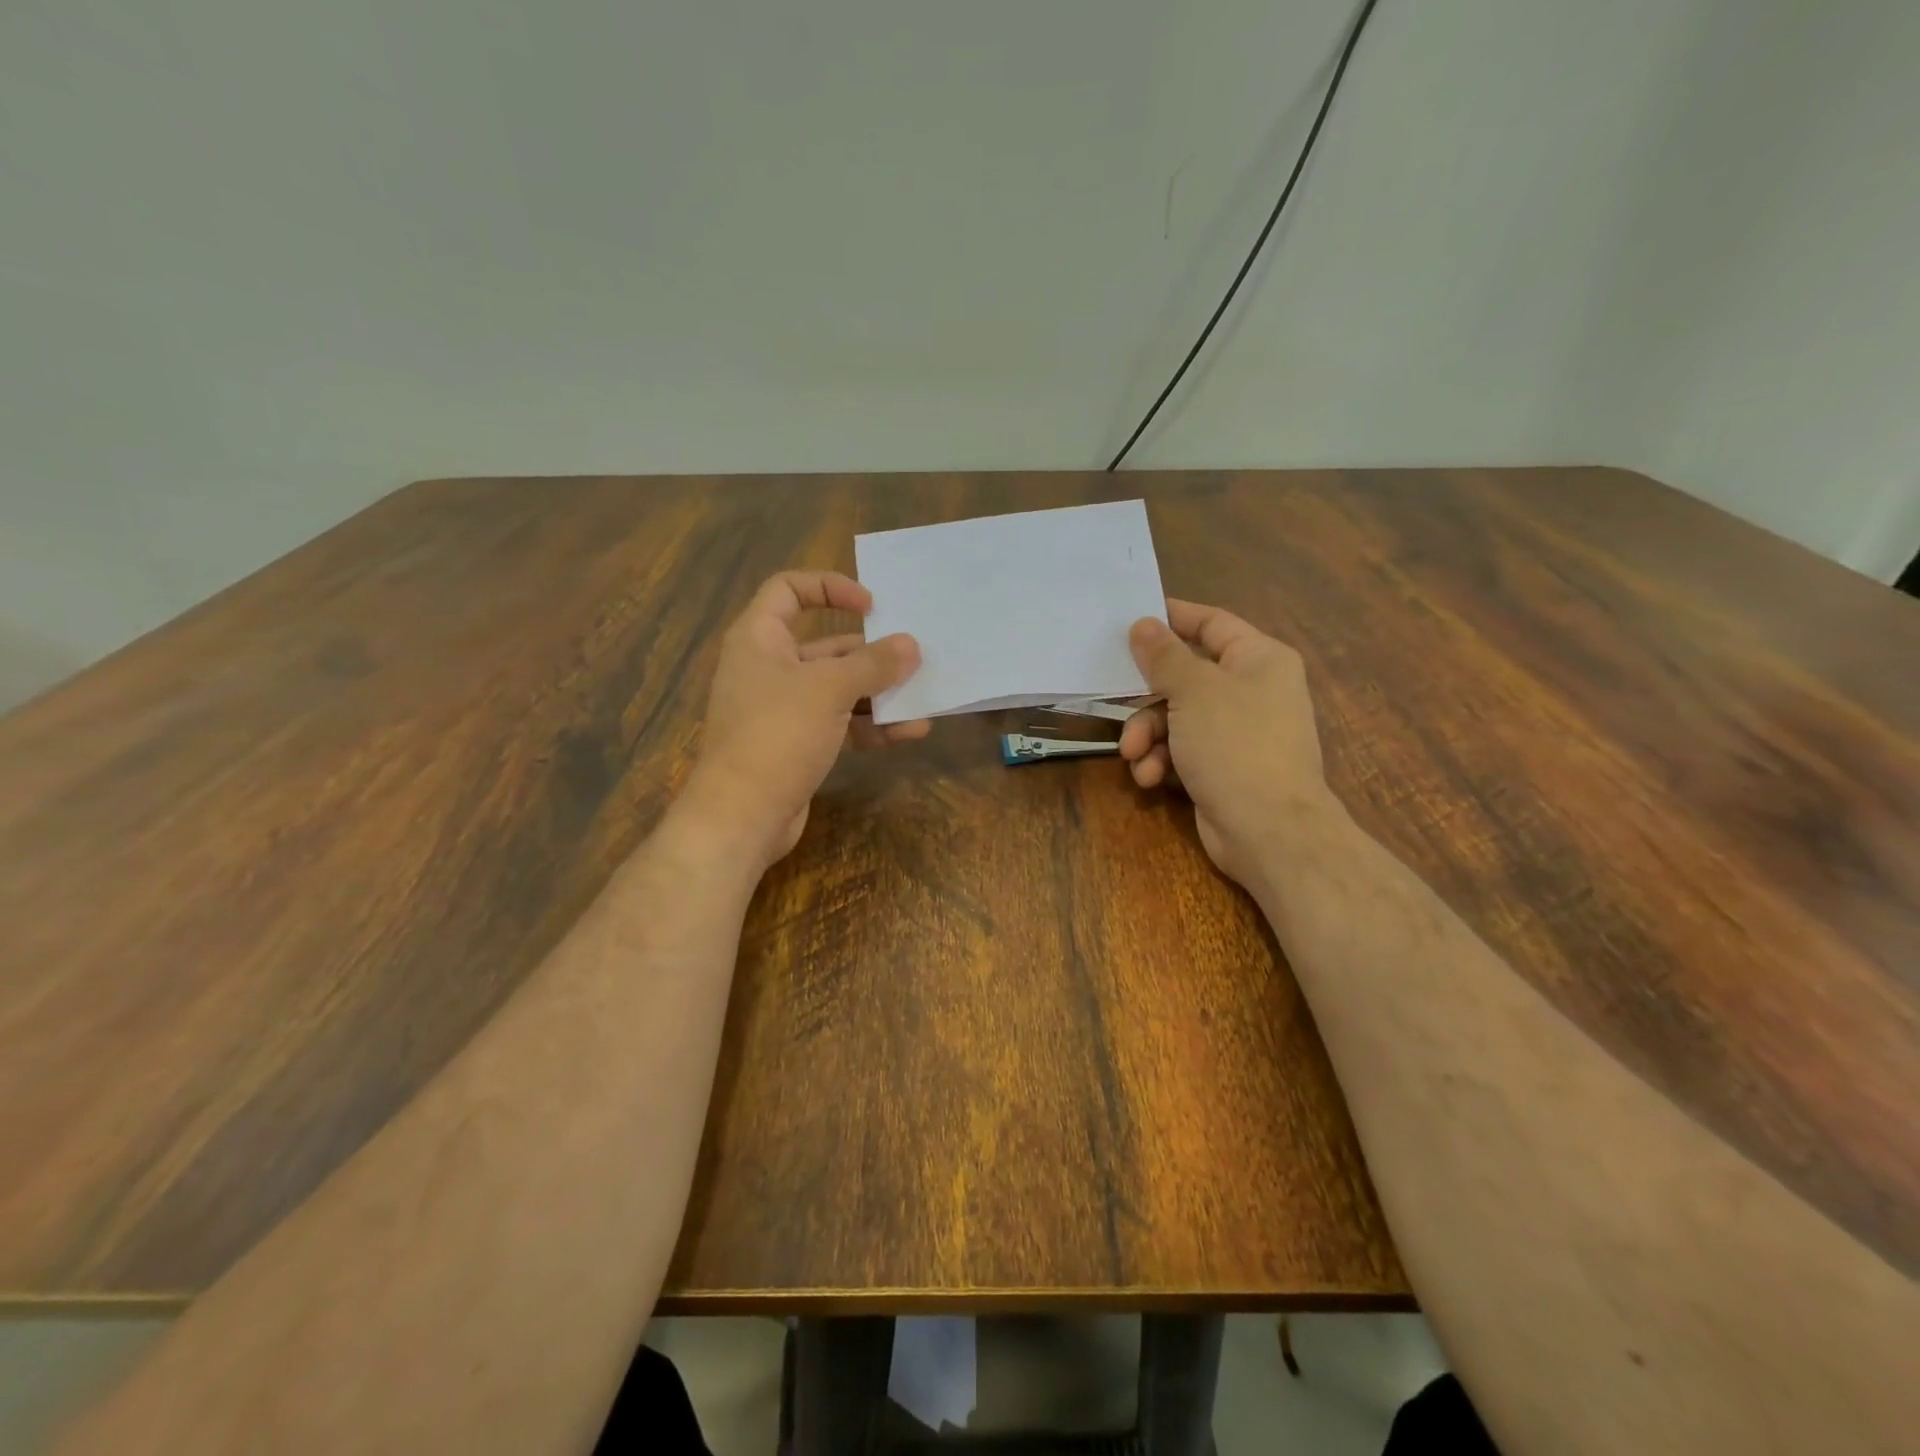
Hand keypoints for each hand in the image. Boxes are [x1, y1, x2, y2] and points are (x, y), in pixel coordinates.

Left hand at [678, 571, 927, 870]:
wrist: (742, 816)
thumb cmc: (778, 734)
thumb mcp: (829, 689)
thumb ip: (873, 664)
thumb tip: (911, 645)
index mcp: (760, 638)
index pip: (789, 589)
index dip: (830, 587)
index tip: (872, 605)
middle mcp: (768, 667)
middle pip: (825, 646)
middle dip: (871, 654)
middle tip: (913, 658)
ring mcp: (782, 709)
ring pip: (838, 689)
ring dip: (879, 694)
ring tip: (922, 699)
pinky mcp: (797, 744)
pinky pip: (839, 723)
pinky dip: (870, 726)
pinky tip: (909, 733)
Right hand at [1118, 599, 1332, 892]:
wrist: (1269, 830)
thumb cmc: (1235, 745)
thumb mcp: (1194, 691)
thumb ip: (1164, 656)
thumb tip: (1143, 624)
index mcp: (1259, 659)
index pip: (1211, 623)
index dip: (1172, 618)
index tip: (1131, 618)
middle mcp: (1251, 690)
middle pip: (1185, 676)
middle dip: (1148, 697)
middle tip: (1117, 699)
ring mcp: (1237, 732)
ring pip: (1176, 717)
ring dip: (1148, 735)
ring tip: (1134, 756)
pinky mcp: (1222, 767)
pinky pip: (1182, 750)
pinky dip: (1162, 761)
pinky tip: (1150, 778)